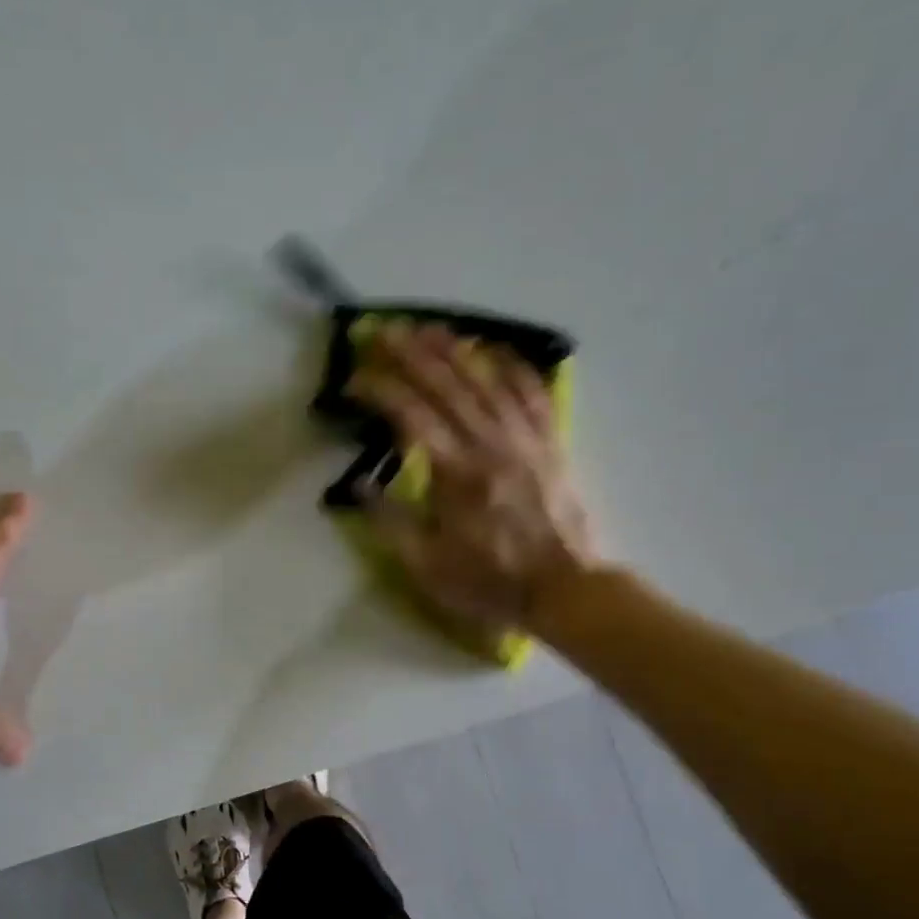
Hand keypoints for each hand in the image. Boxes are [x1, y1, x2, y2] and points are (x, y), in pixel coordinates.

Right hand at [346, 324, 601, 637]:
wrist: (565, 591)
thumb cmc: (489, 582)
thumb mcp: (427, 564)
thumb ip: (390, 521)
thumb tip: (359, 485)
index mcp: (455, 474)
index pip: (410, 416)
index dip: (380, 391)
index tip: (354, 379)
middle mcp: (490, 445)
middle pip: (447, 386)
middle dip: (412, 354)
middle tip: (385, 331)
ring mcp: (525, 440)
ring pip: (487, 381)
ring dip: (456, 351)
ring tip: (431, 328)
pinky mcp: (551, 445)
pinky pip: (533, 394)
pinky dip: (515, 367)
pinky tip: (497, 350)